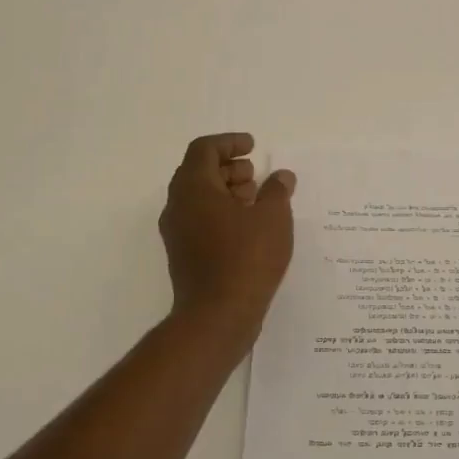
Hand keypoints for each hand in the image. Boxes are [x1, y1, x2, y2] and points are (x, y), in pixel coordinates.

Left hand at [159, 133, 296, 336]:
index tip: (253, 147)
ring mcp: (177, 233)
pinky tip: (250, 228)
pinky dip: (223, 214)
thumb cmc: (246, 258)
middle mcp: (178, 206)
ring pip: (199, 199)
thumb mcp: (273, 218)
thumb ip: (277, 191)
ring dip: (227, 192)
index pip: (204, 149)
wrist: (217, 316)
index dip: (229, 142)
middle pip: (198, 173)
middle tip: (256, 174)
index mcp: (193, 188)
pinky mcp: (184, 255)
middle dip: (229, 168)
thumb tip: (281, 176)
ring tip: (258, 200)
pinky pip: (201, 221)